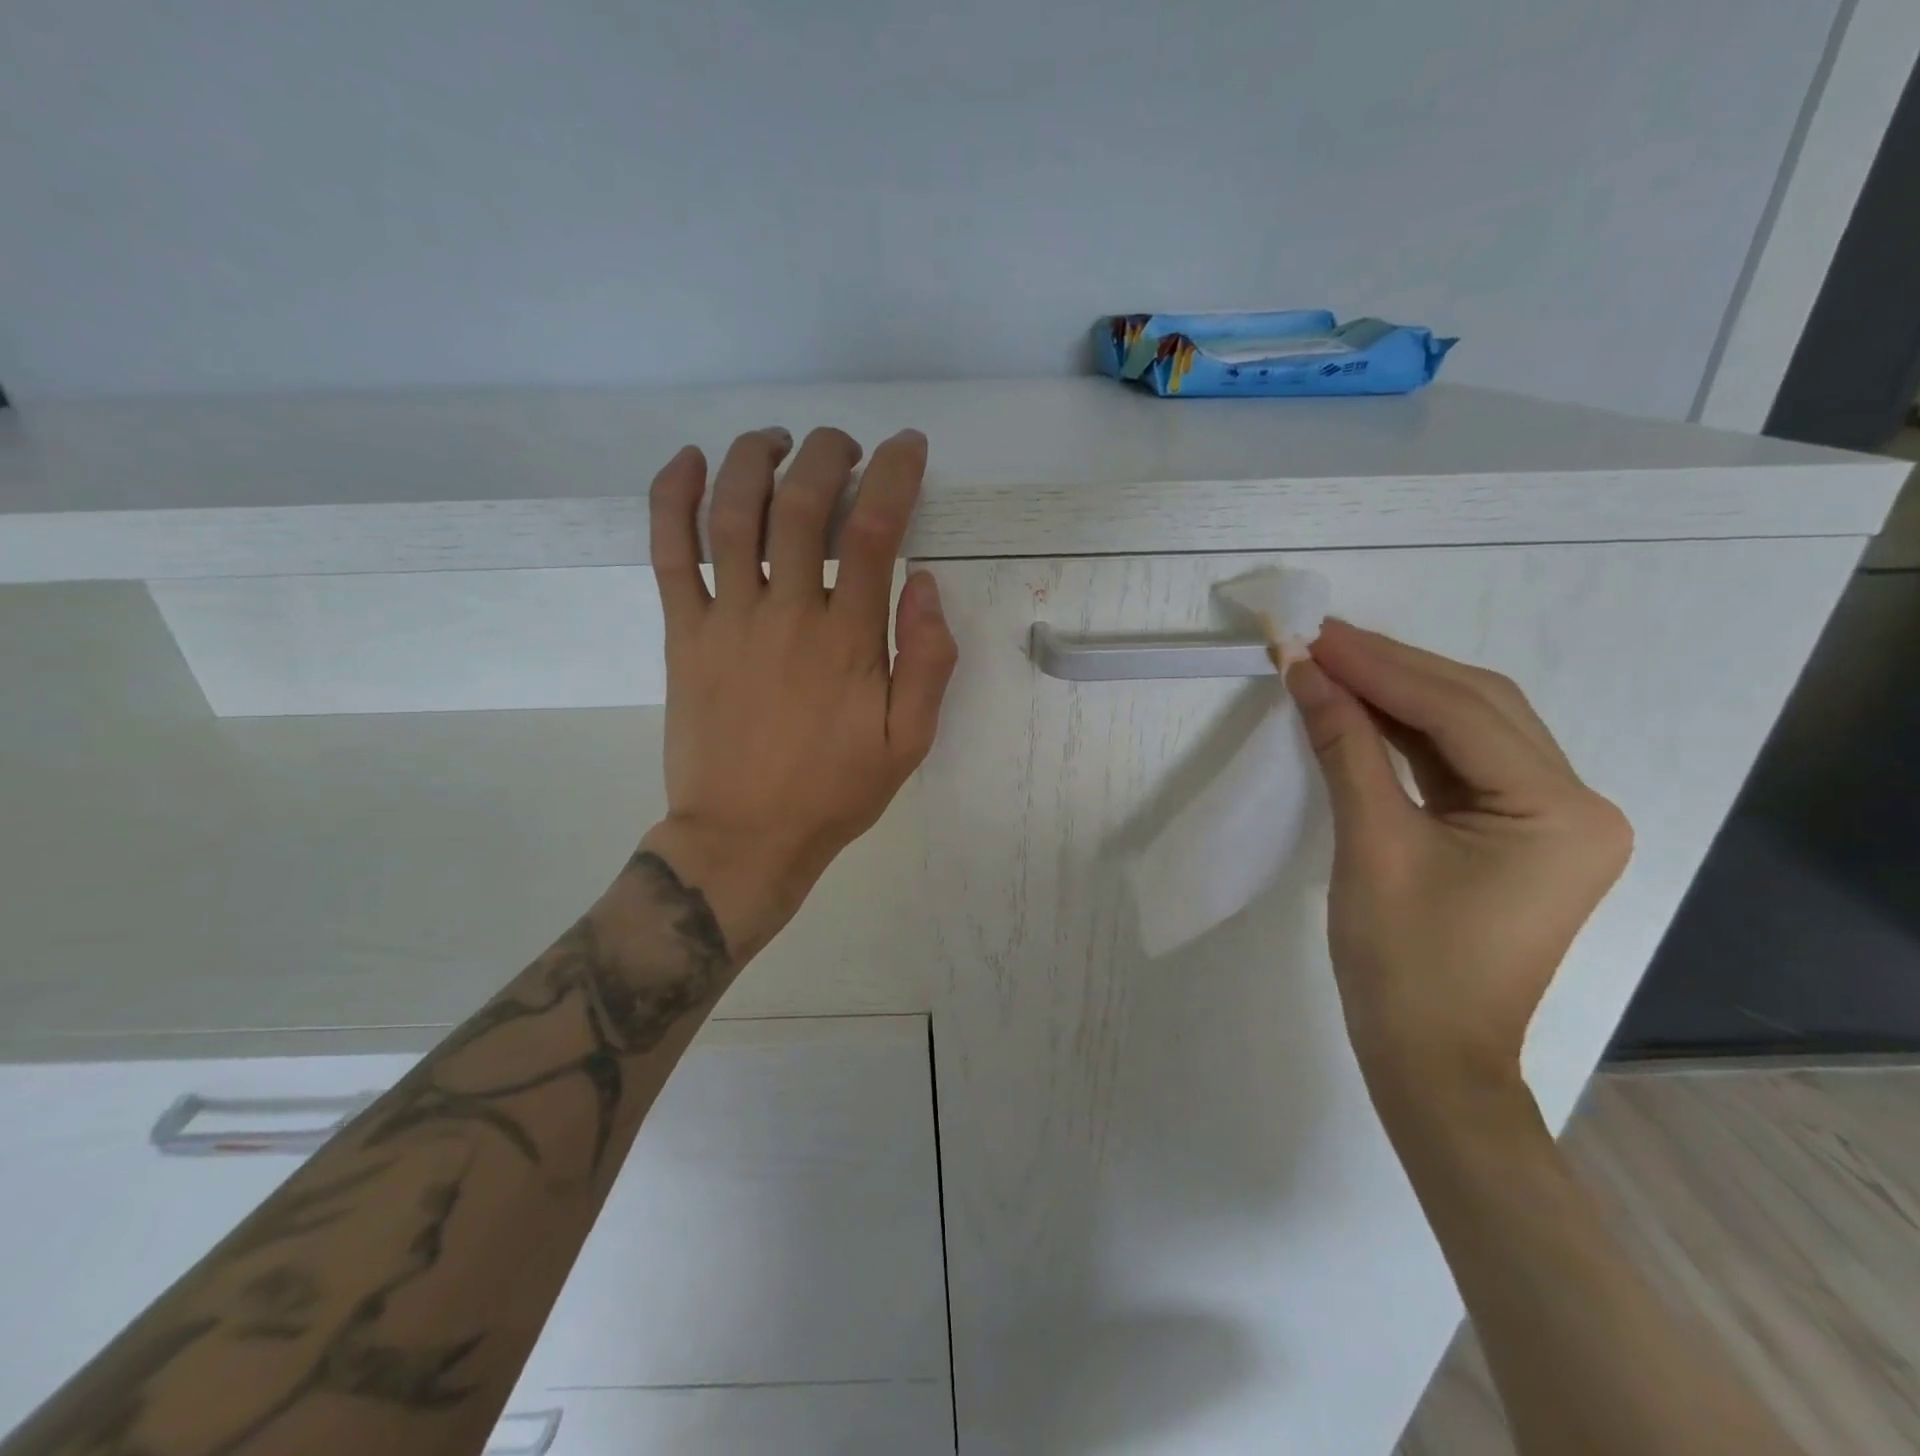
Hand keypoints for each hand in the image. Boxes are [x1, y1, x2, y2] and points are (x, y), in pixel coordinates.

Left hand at [635, 426, 957, 960]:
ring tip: (778, 440)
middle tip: (845, 446)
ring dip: (756, 458)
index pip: (872, 530)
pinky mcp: (682, 634)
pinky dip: (674, 498)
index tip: (906, 447)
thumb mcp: (908, 742)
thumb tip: (926, 583)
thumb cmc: (833, 792)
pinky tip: (689, 460)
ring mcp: (725, 620)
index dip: (893, 475)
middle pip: (800, 504)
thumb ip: (928, 662)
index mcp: (847, 640)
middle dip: (828, 454)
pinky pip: (669, 552)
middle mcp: (785, 615)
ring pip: (733, 513)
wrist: (743, 837)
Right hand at [1287, 621, 1631, 1093]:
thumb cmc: (1403, 962)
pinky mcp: (1516, 834)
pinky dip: (1408, 733)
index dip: (1381, 667)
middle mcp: (1575, 804)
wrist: (1429, 1058)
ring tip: (1333, 663)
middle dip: (1394, 669)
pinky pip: (1460, 763)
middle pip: (1477, 707)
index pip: (1460, 712)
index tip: (1315, 636)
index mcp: (1559, 811)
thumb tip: (1305, 673)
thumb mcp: (1370, 844)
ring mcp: (1550, 820)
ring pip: (1470, 729)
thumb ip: (1346, 748)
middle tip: (1320, 640)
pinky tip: (1362, 709)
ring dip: (1400, 694)